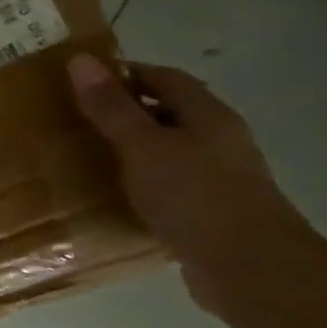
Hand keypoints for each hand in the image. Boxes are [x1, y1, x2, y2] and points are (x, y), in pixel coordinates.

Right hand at [68, 54, 311, 311]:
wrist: (249, 268)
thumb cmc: (195, 196)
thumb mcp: (143, 146)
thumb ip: (111, 108)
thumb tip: (80, 60)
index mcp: (208, 116)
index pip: (166, 78)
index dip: (127, 74)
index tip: (83, 81)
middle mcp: (218, 142)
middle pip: (169, 114)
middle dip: (126, 113)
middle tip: (77, 120)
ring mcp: (218, 180)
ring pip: (168, 153)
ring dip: (133, 152)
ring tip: (87, 159)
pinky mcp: (210, 214)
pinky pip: (169, 189)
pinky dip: (141, 187)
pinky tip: (115, 200)